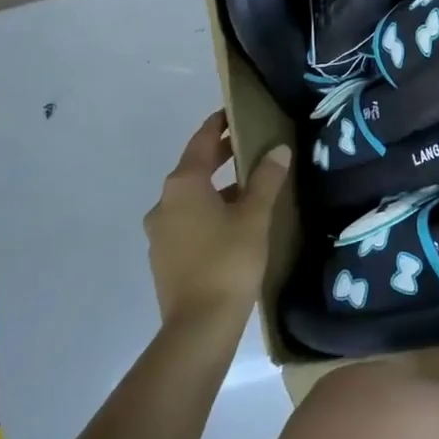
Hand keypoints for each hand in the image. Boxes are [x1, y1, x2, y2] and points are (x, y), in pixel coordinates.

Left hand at [143, 111, 290, 328]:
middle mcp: (164, 204)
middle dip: (218, 155)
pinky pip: (188, 221)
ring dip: (215, 187)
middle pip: (193, 169)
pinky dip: (208, 211)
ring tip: (248, 186)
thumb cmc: (229, 260)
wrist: (199, 326)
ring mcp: (160, 233)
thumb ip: (266, 179)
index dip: (217, 125)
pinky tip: (233, 223)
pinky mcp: (165, 258)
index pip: (200, 142)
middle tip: (247, 144)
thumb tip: (278, 149)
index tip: (232, 112)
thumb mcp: (255, 215)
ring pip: (191, 198)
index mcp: (183, 186)